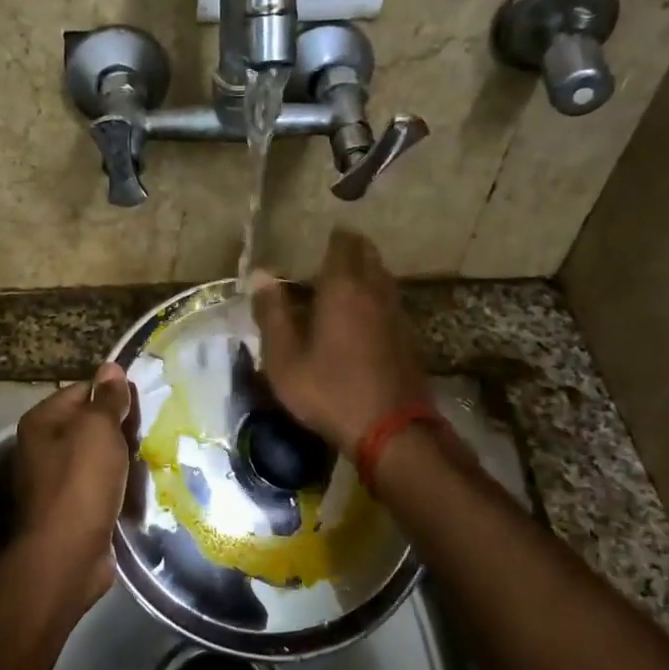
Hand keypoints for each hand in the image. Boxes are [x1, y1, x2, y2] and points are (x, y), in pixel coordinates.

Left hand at [11, 362, 134, 609]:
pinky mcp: (70, 509)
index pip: (82, 391)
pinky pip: (98, 486)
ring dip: (121, 459)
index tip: (142, 406)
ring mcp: (54, 481)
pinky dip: (116, 485)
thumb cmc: (80, 483)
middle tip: (149, 434)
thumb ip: (107, 399)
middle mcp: (42, 448)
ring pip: (96, 457)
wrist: (67, 555)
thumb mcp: (98, 430)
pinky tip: (137, 488)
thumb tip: (111, 368)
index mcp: (42, 422)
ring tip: (149, 459)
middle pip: (89, 424)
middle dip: (119, 429)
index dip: (112, 395)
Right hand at [250, 229, 430, 457]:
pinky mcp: (408, 337)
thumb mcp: (285, 358)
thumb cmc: (329, 390)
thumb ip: (272, 313)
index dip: (331, 239)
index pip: (343, 244)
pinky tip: (360, 321)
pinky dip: (374, 300)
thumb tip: (260, 275)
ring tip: (340, 289)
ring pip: (382, 278)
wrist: (391, 430)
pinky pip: (389, 302)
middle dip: (349, 252)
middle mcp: (375, 291)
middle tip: (325, 263)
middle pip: (368, 255)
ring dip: (364, 275)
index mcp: (343, 288)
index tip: (316, 243)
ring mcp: (397, 314)